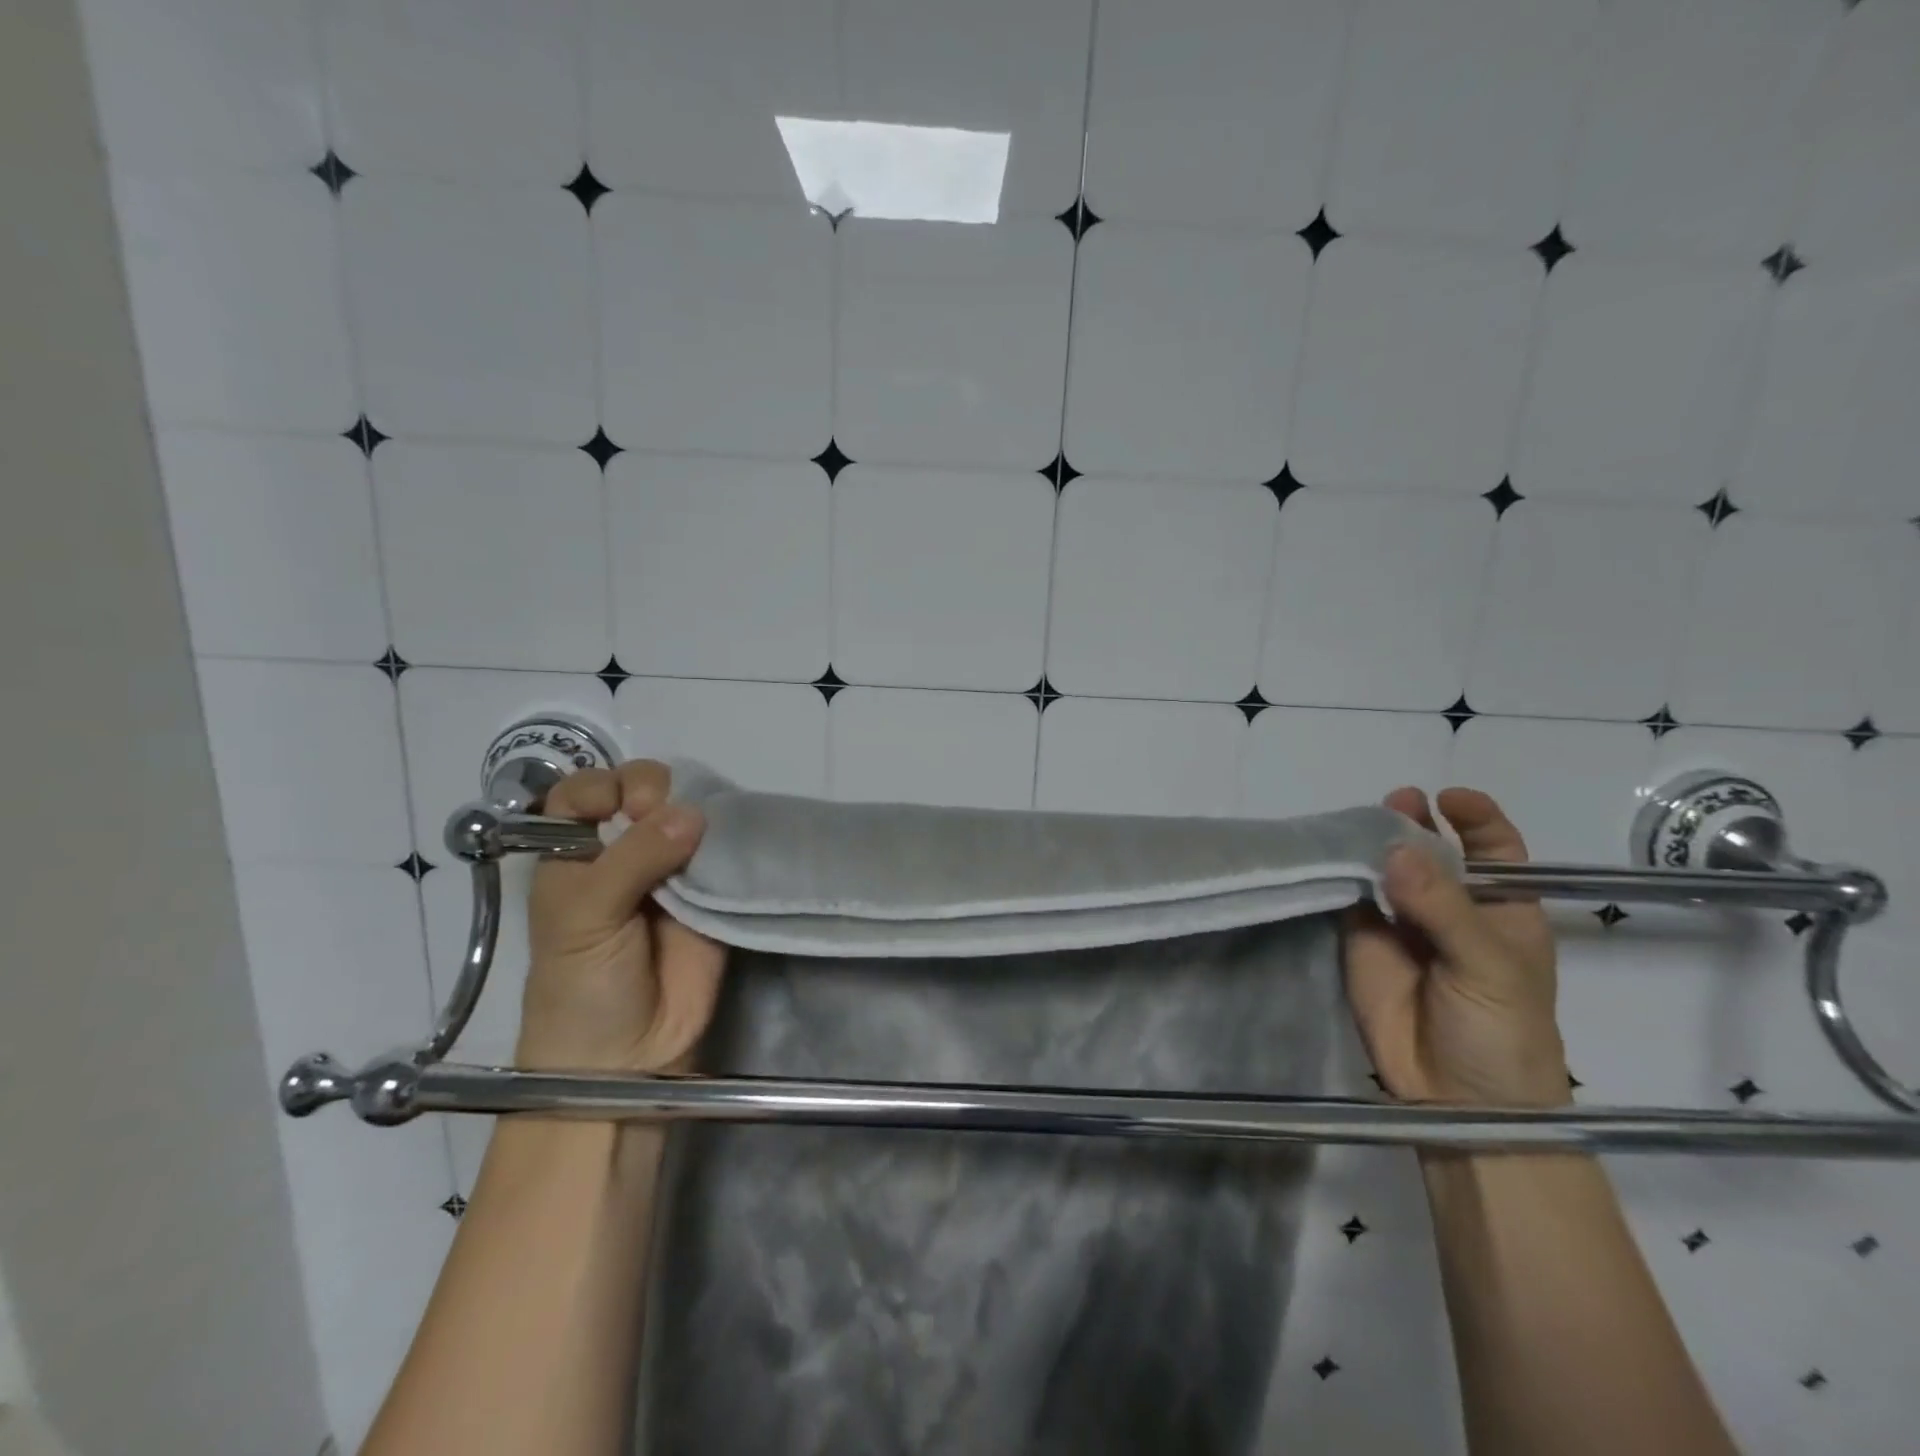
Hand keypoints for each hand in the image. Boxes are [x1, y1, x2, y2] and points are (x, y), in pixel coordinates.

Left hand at [519, 759, 726, 1072]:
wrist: (630, 1053)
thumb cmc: (582, 983)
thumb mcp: (584, 916)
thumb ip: (632, 858)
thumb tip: (692, 812)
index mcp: (574, 852)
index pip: (585, 791)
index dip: (604, 786)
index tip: (619, 807)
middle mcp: (623, 850)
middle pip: (643, 790)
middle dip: (653, 792)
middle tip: (659, 819)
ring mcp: (672, 867)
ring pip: (687, 812)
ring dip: (696, 810)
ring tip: (700, 835)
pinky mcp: (714, 887)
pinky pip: (724, 849)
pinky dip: (731, 837)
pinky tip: (731, 839)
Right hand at [1343, 787, 1567, 1107]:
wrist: (1459, 1100)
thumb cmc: (1502, 1031)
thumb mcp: (1489, 966)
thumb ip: (1443, 908)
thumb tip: (1394, 849)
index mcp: (1502, 909)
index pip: (1494, 849)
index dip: (1476, 818)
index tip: (1448, 798)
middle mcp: (1450, 907)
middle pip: (1433, 850)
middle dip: (1416, 822)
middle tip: (1394, 802)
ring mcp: (1402, 922)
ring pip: (1386, 869)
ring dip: (1373, 844)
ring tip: (1355, 823)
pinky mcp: (1362, 939)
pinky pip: (1350, 898)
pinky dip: (1339, 874)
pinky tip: (1329, 854)